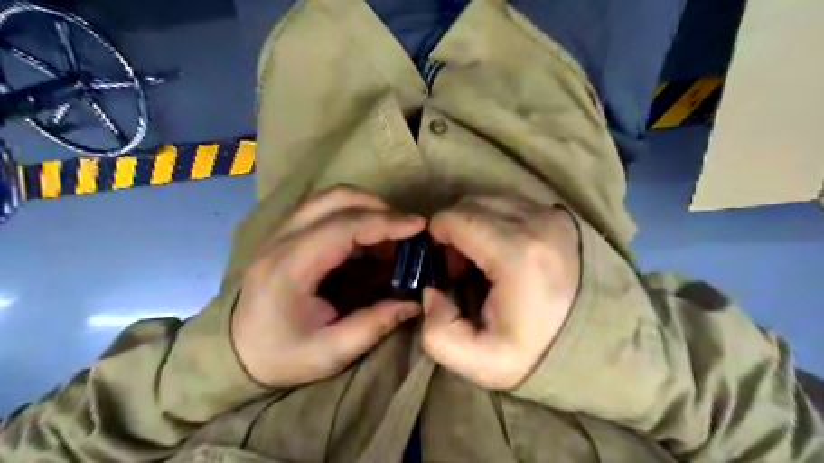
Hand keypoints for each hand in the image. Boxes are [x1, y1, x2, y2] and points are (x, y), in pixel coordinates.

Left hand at [232, 185, 423, 387]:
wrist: (232, 354)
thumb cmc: (279, 357)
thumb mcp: (330, 352)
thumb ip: (374, 325)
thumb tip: (414, 303)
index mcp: (291, 268)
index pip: (344, 227)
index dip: (385, 222)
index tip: (419, 226)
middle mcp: (282, 240)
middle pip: (335, 199)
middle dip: (379, 207)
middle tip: (406, 230)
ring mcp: (281, 233)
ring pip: (329, 199)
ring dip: (366, 207)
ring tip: (391, 234)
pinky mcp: (286, 235)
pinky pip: (324, 210)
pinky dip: (353, 215)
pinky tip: (368, 240)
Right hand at [422, 196, 582, 389]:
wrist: (597, 343)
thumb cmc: (537, 352)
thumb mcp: (479, 362)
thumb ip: (437, 332)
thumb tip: (431, 291)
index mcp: (516, 254)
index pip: (455, 218)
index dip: (437, 238)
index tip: (445, 268)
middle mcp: (537, 223)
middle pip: (470, 204)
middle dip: (454, 231)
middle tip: (461, 267)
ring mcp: (552, 215)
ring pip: (490, 201)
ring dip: (474, 224)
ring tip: (482, 260)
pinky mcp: (560, 216)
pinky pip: (511, 205)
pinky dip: (495, 221)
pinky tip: (501, 250)